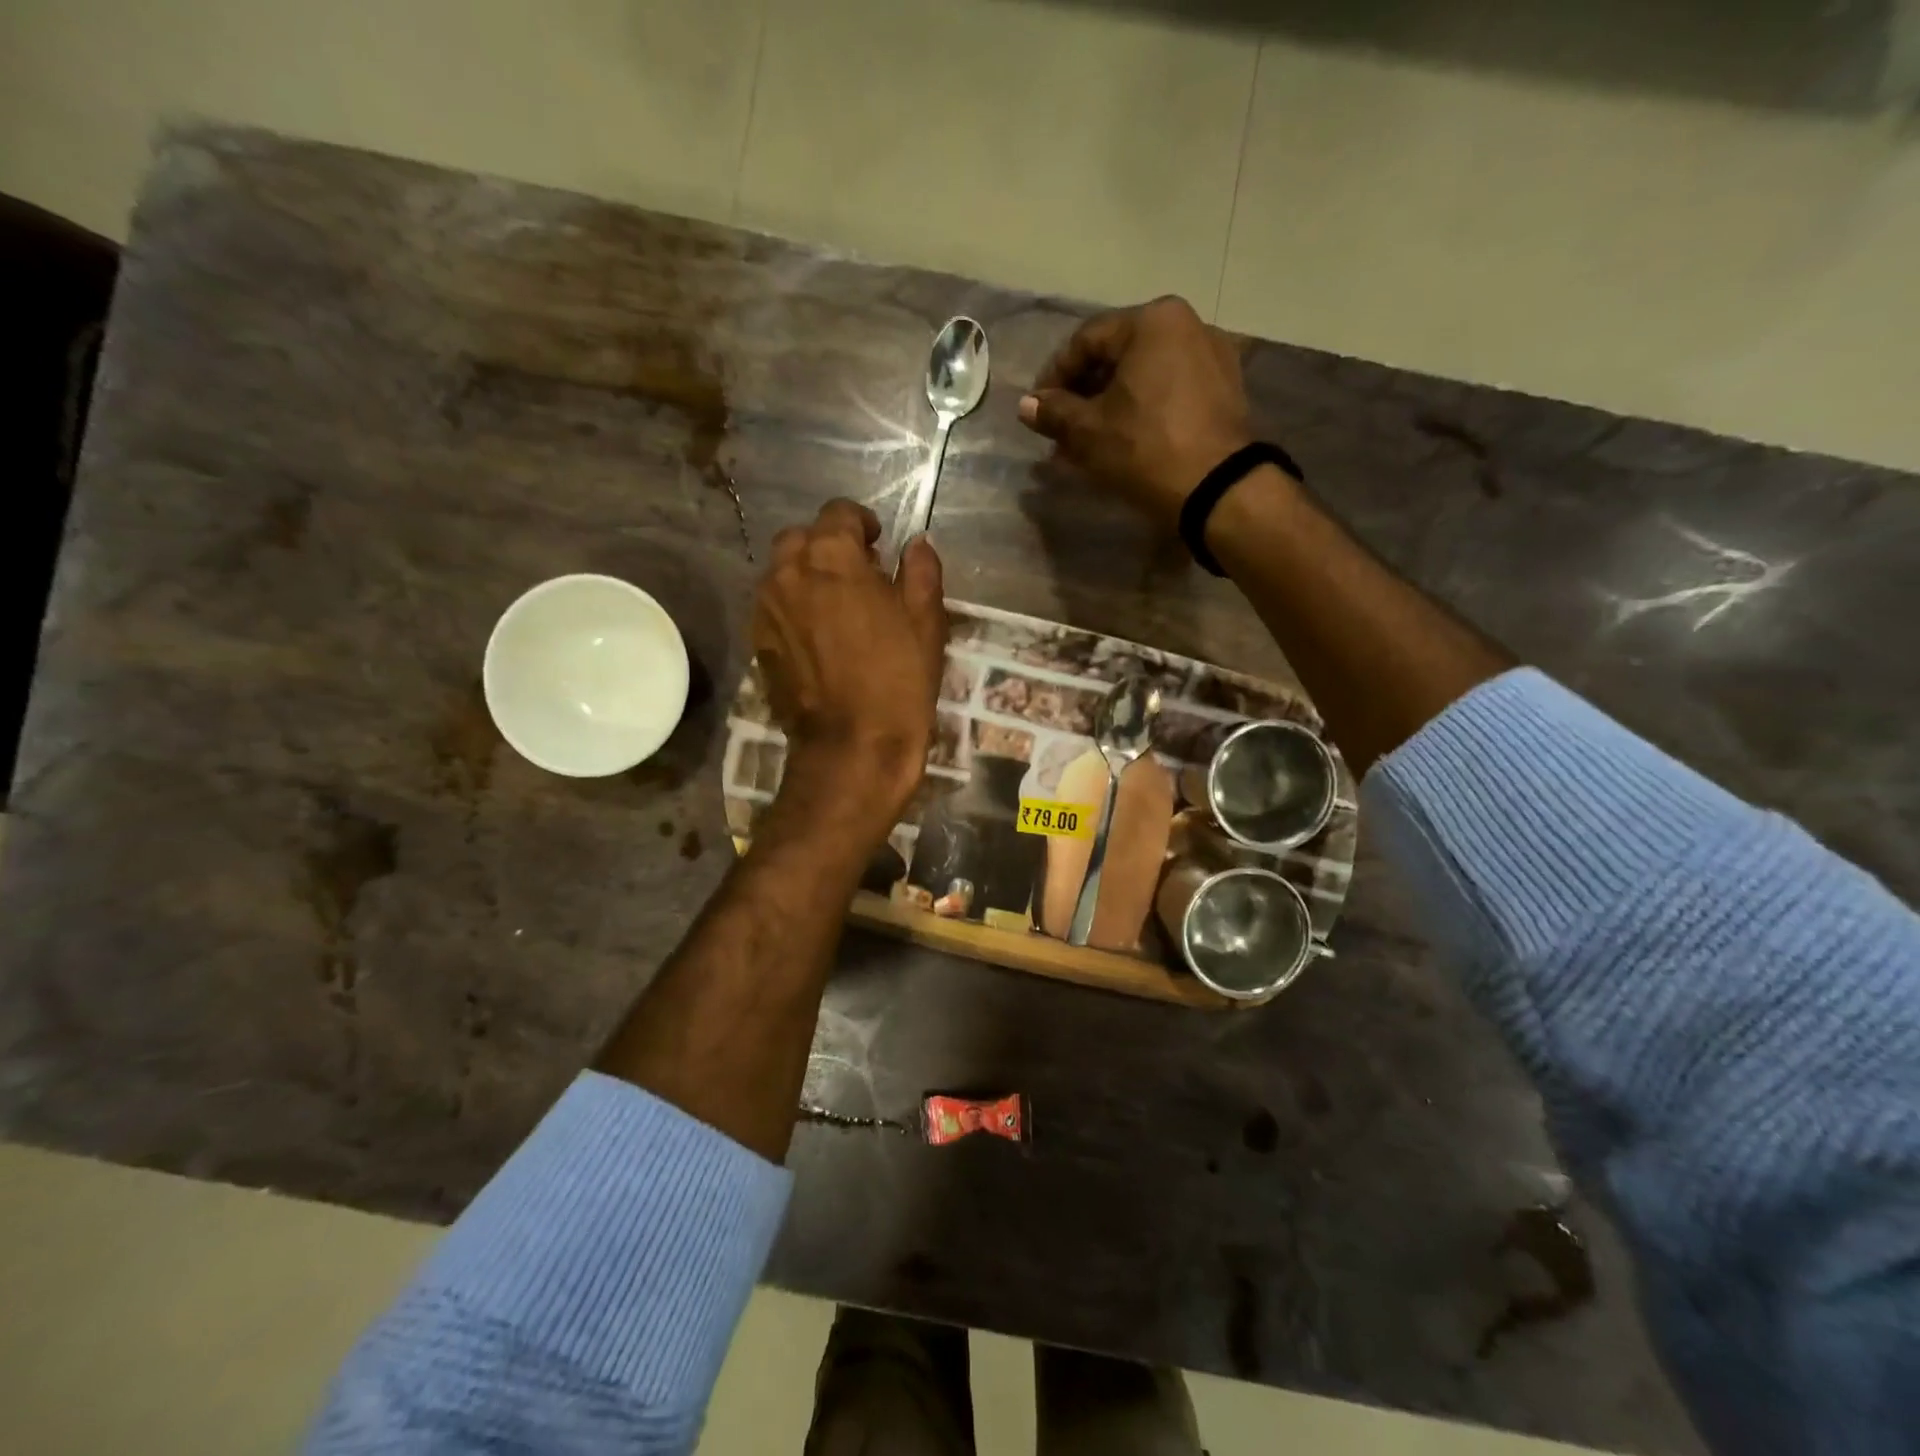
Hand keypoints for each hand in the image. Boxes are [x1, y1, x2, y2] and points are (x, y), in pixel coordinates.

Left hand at [754, 500, 946, 832]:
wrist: (853, 746)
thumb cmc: (899, 678)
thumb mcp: (926, 620)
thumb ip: (921, 570)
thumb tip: (916, 544)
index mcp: (831, 556)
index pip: (839, 512)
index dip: (862, 523)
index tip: (879, 546)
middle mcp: (788, 571)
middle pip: (801, 538)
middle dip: (828, 547)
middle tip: (858, 577)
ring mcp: (766, 608)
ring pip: (782, 572)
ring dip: (807, 576)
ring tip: (837, 608)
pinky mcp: (757, 642)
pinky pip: (774, 607)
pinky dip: (793, 607)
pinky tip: (818, 637)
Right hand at [1018, 296, 1251, 527]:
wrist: (1217, 488)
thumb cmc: (1145, 449)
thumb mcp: (1089, 432)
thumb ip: (1054, 412)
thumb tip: (1026, 405)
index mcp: (1152, 321)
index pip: (1086, 340)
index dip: (1054, 376)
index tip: (1038, 409)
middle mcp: (1187, 324)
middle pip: (1119, 355)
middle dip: (1084, 393)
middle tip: (1061, 429)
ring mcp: (1213, 355)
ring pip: (1145, 374)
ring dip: (1112, 404)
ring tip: (1090, 440)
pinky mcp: (1226, 389)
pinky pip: (1171, 390)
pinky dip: (1143, 409)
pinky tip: (1126, 439)